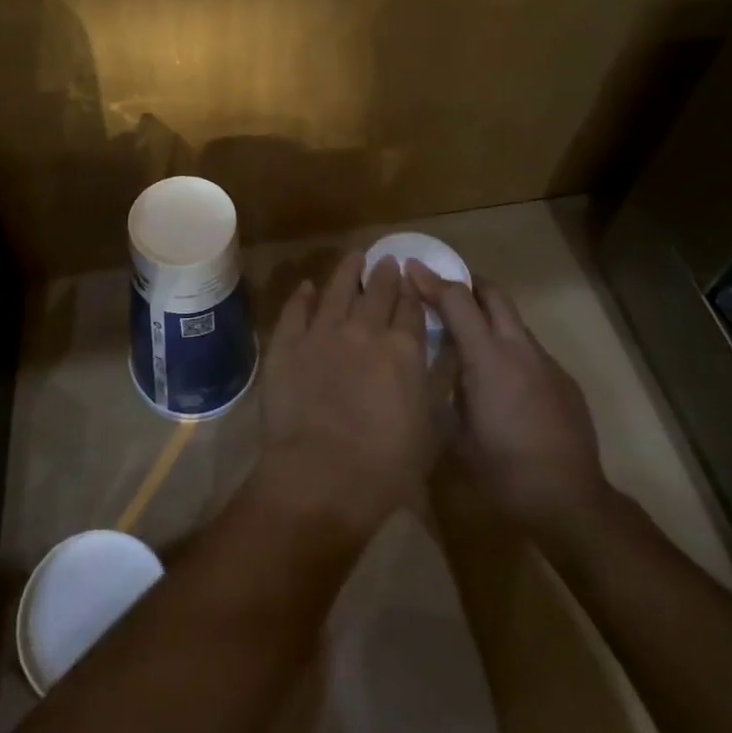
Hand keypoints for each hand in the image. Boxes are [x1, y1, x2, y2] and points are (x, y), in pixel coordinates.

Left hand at [257, 251, 437, 536]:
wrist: (322, 475)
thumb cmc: (386, 466)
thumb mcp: (431, 430)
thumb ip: (436, 385)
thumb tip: (443, 356)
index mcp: (403, 350)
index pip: (411, 310)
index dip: (413, 293)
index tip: (412, 280)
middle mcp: (364, 331)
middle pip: (377, 292)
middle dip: (385, 274)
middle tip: (387, 261)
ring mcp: (322, 333)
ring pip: (336, 290)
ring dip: (347, 271)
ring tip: (354, 257)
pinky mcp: (287, 343)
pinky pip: (295, 310)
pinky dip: (302, 296)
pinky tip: (306, 287)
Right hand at [408, 265, 610, 547]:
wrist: (570, 501)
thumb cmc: (503, 471)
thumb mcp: (454, 434)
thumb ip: (443, 392)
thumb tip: (431, 372)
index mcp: (487, 359)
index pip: (457, 300)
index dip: (431, 281)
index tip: (411, 269)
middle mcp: (519, 349)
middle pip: (493, 293)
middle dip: (467, 283)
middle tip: (442, 291)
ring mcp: (547, 363)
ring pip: (513, 321)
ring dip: (489, 318)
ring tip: (468, 340)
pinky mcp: (565, 381)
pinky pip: (530, 350)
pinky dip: (508, 349)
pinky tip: (502, 383)